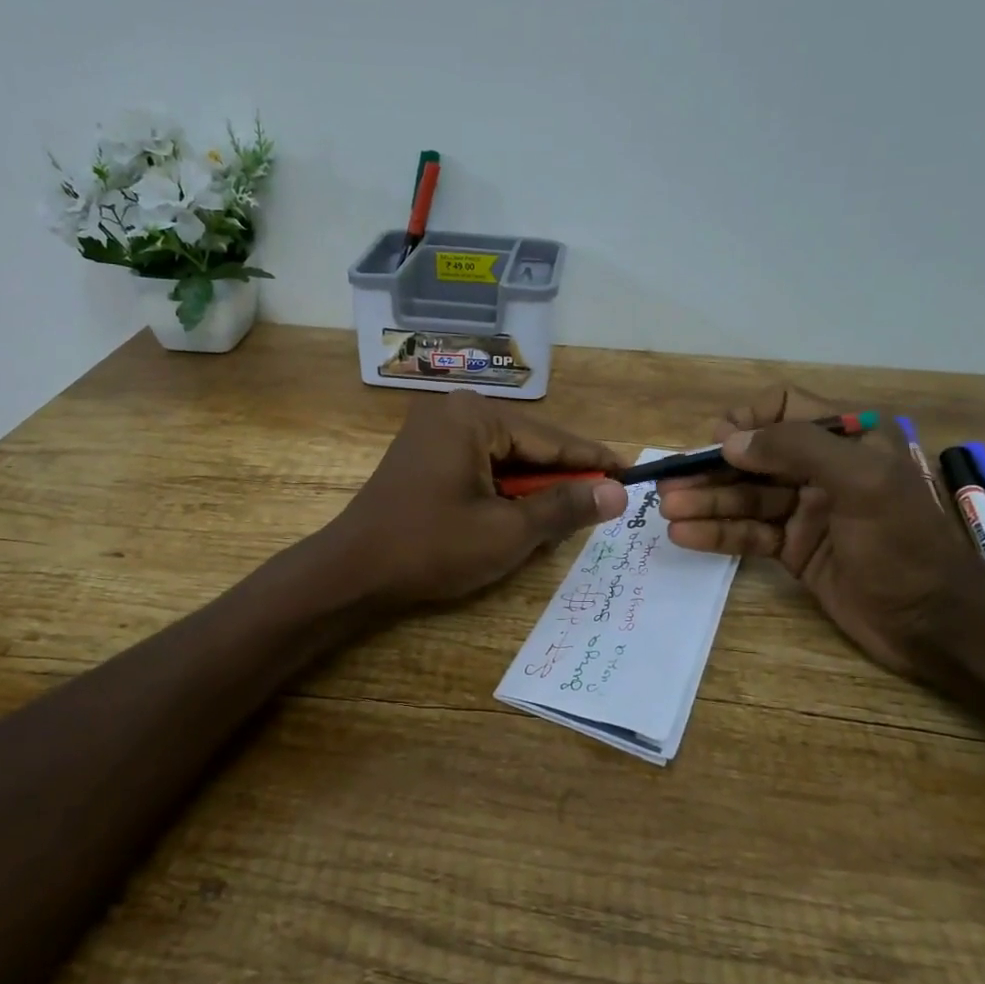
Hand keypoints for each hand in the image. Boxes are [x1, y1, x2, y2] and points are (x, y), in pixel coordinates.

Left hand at [327, 391, 627, 607]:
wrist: (352, 571)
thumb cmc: (431, 547)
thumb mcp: (507, 531)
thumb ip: (565, 506)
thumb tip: (617, 493)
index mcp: (474, 417)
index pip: (550, 439)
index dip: (593, 461)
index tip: (632, 473)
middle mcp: (454, 412)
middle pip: (527, 446)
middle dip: (562, 477)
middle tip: (606, 500)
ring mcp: (435, 432)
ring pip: (505, 458)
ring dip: (534, 487)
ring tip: (573, 512)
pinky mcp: (425, 456)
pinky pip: (480, 466)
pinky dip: (504, 490)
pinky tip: (525, 512)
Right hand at [659, 387, 984, 679]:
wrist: (936, 624)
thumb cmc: (904, 543)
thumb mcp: (861, 482)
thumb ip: (796, 448)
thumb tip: (729, 441)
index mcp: (848, 440)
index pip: (784, 408)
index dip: (747, 419)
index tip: (717, 442)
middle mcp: (822, 469)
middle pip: (754, 456)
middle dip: (711, 469)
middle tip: (670, 484)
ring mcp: (805, 510)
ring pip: (745, 496)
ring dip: (706, 502)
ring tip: (668, 510)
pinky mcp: (793, 548)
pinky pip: (748, 532)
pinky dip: (717, 533)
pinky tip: (685, 536)